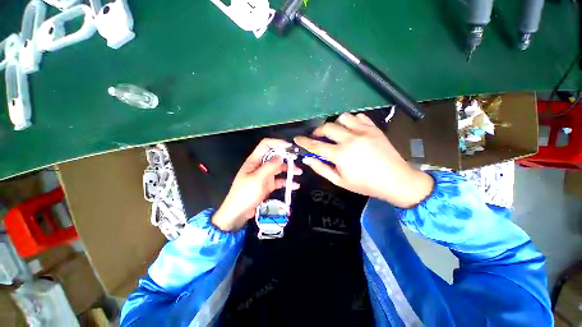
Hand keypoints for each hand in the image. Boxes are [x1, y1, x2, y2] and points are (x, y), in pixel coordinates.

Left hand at [212, 139, 301, 230]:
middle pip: (274, 157)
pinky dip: (286, 182)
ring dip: (288, 169)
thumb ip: (270, 166)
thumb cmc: (246, 194)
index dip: (277, 143)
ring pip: (278, 169)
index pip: (266, 145)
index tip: (289, 147)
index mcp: (254, 161)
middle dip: (286, 157)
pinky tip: (294, 185)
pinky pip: (279, 181)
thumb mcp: (258, 178)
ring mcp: (264, 176)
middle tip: (297, 160)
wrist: (238, 213)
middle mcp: (260, 166)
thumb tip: (281, 156)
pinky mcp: (267, 185)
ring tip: (299, 172)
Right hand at [294, 113, 432, 207]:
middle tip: (317, 138)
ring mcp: (364, 131)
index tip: (297, 139)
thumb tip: (307, 159)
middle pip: (327, 127)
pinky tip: (352, 131)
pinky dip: (351, 122)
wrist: (396, 180)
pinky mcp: (374, 128)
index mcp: (341, 155)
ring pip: (342, 117)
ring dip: (335, 125)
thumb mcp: (340, 181)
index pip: (316, 145)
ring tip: (337, 134)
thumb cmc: (365, 184)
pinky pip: (358, 117)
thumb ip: (321, 168)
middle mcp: (350, 139)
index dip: (304, 142)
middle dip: (318, 131)